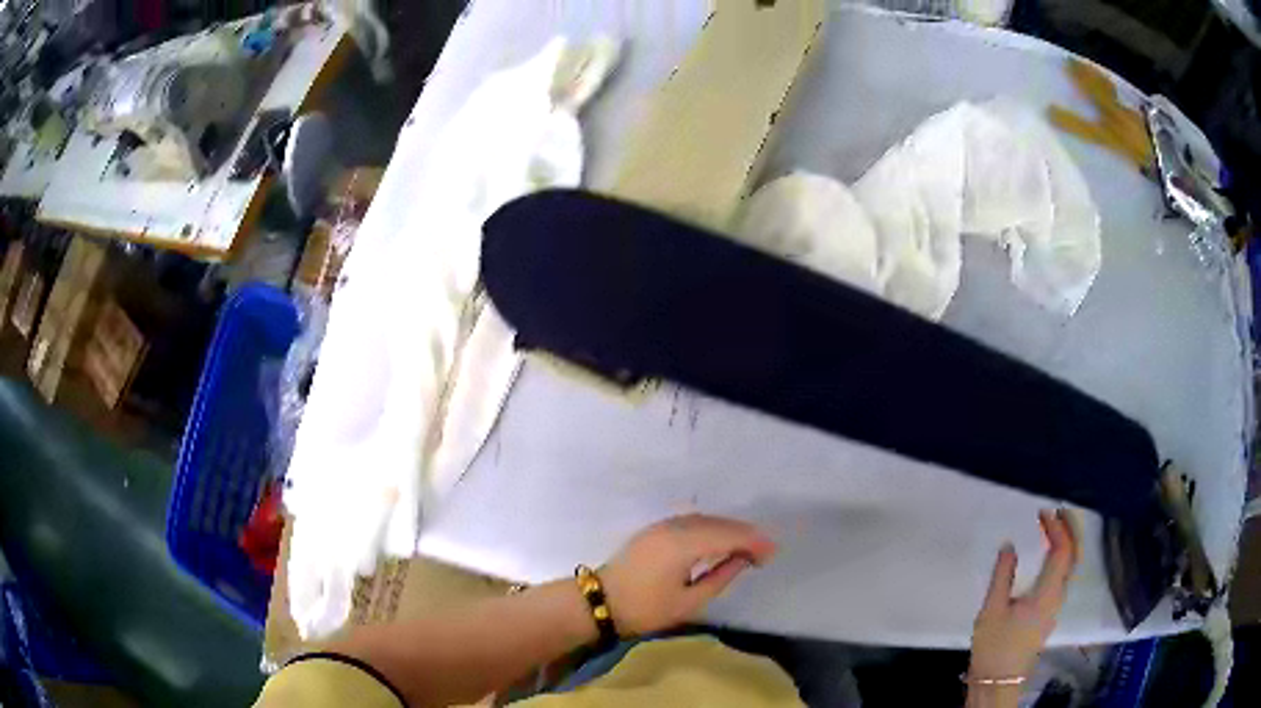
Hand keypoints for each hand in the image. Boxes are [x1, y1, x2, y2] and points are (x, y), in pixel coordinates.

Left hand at [600, 514, 777, 635]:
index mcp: (683, 543)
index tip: (771, 554)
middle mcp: (673, 527)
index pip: (728, 535)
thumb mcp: (688, 602)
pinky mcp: (654, 530)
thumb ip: (720, 577)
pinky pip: (690, 522)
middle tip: (764, 552)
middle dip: (744, 534)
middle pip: (717, 523)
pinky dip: (710, 528)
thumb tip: (742, 560)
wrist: (599, 603)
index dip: (753, 542)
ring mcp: (661, 526)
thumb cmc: (644, 609)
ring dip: (728, 529)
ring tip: (747, 547)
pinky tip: (719, 541)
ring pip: (704, 520)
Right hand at [969, 509, 1079, 681]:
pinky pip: (1064, 575)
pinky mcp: (1050, 611)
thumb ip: (1002, 575)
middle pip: (1074, 555)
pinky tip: (1049, 554)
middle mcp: (1058, 596)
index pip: (1063, 551)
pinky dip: (1062, 556)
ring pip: (1071, 565)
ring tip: (1054, 525)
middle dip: (1071, 529)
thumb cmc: (995, 646)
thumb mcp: (992, 610)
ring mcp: (1056, 605)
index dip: (1057, 527)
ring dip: (1067, 541)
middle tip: (1058, 509)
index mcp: (1047, 593)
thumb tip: (1009, 544)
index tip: (1043, 511)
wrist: (998, 680)